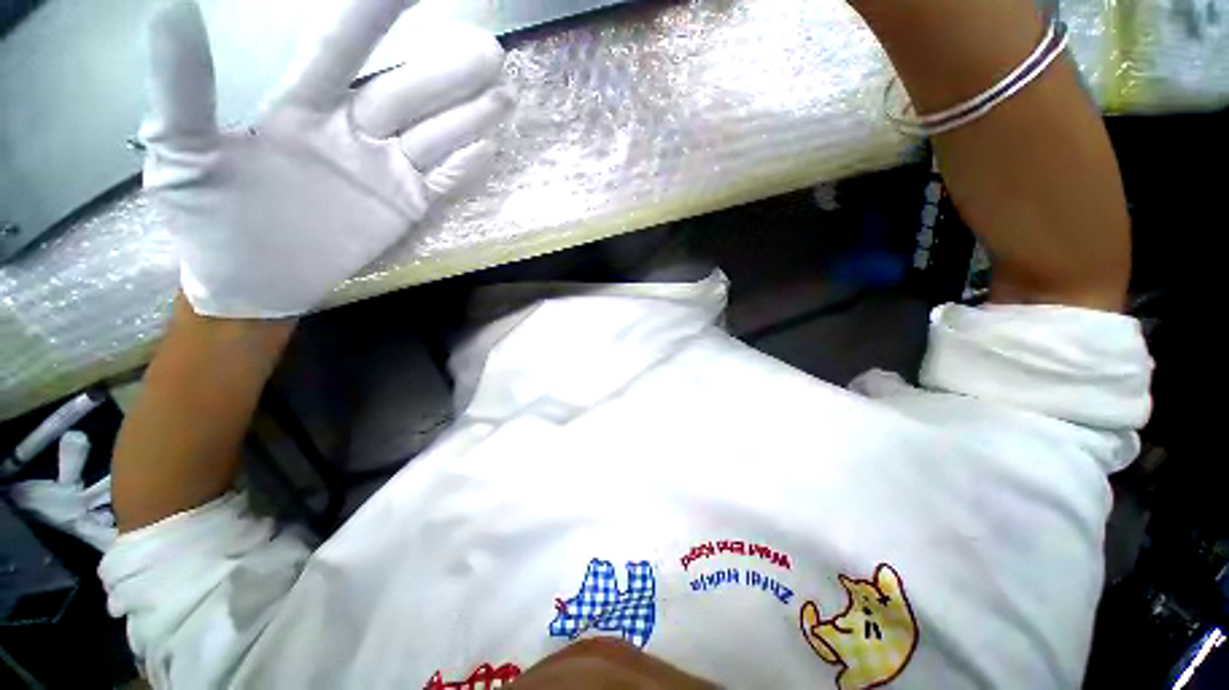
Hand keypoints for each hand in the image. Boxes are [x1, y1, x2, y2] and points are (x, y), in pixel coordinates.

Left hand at [142, 0, 512, 317]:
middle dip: (447, 74)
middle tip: (490, 50)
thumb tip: (168, 9)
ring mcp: (385, 171)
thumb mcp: (179, 155)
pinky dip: (466, 169)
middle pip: (407, 96)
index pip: (339, 52)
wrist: (254, 278)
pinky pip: (443, 184)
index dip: (370, 17)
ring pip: (435, 137)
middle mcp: (353, 132)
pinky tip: (490, 150)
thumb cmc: (208, 218)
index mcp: (301, 109)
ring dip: (470, 117)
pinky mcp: (406, 206)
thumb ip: (181, 90)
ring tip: (503, 95)